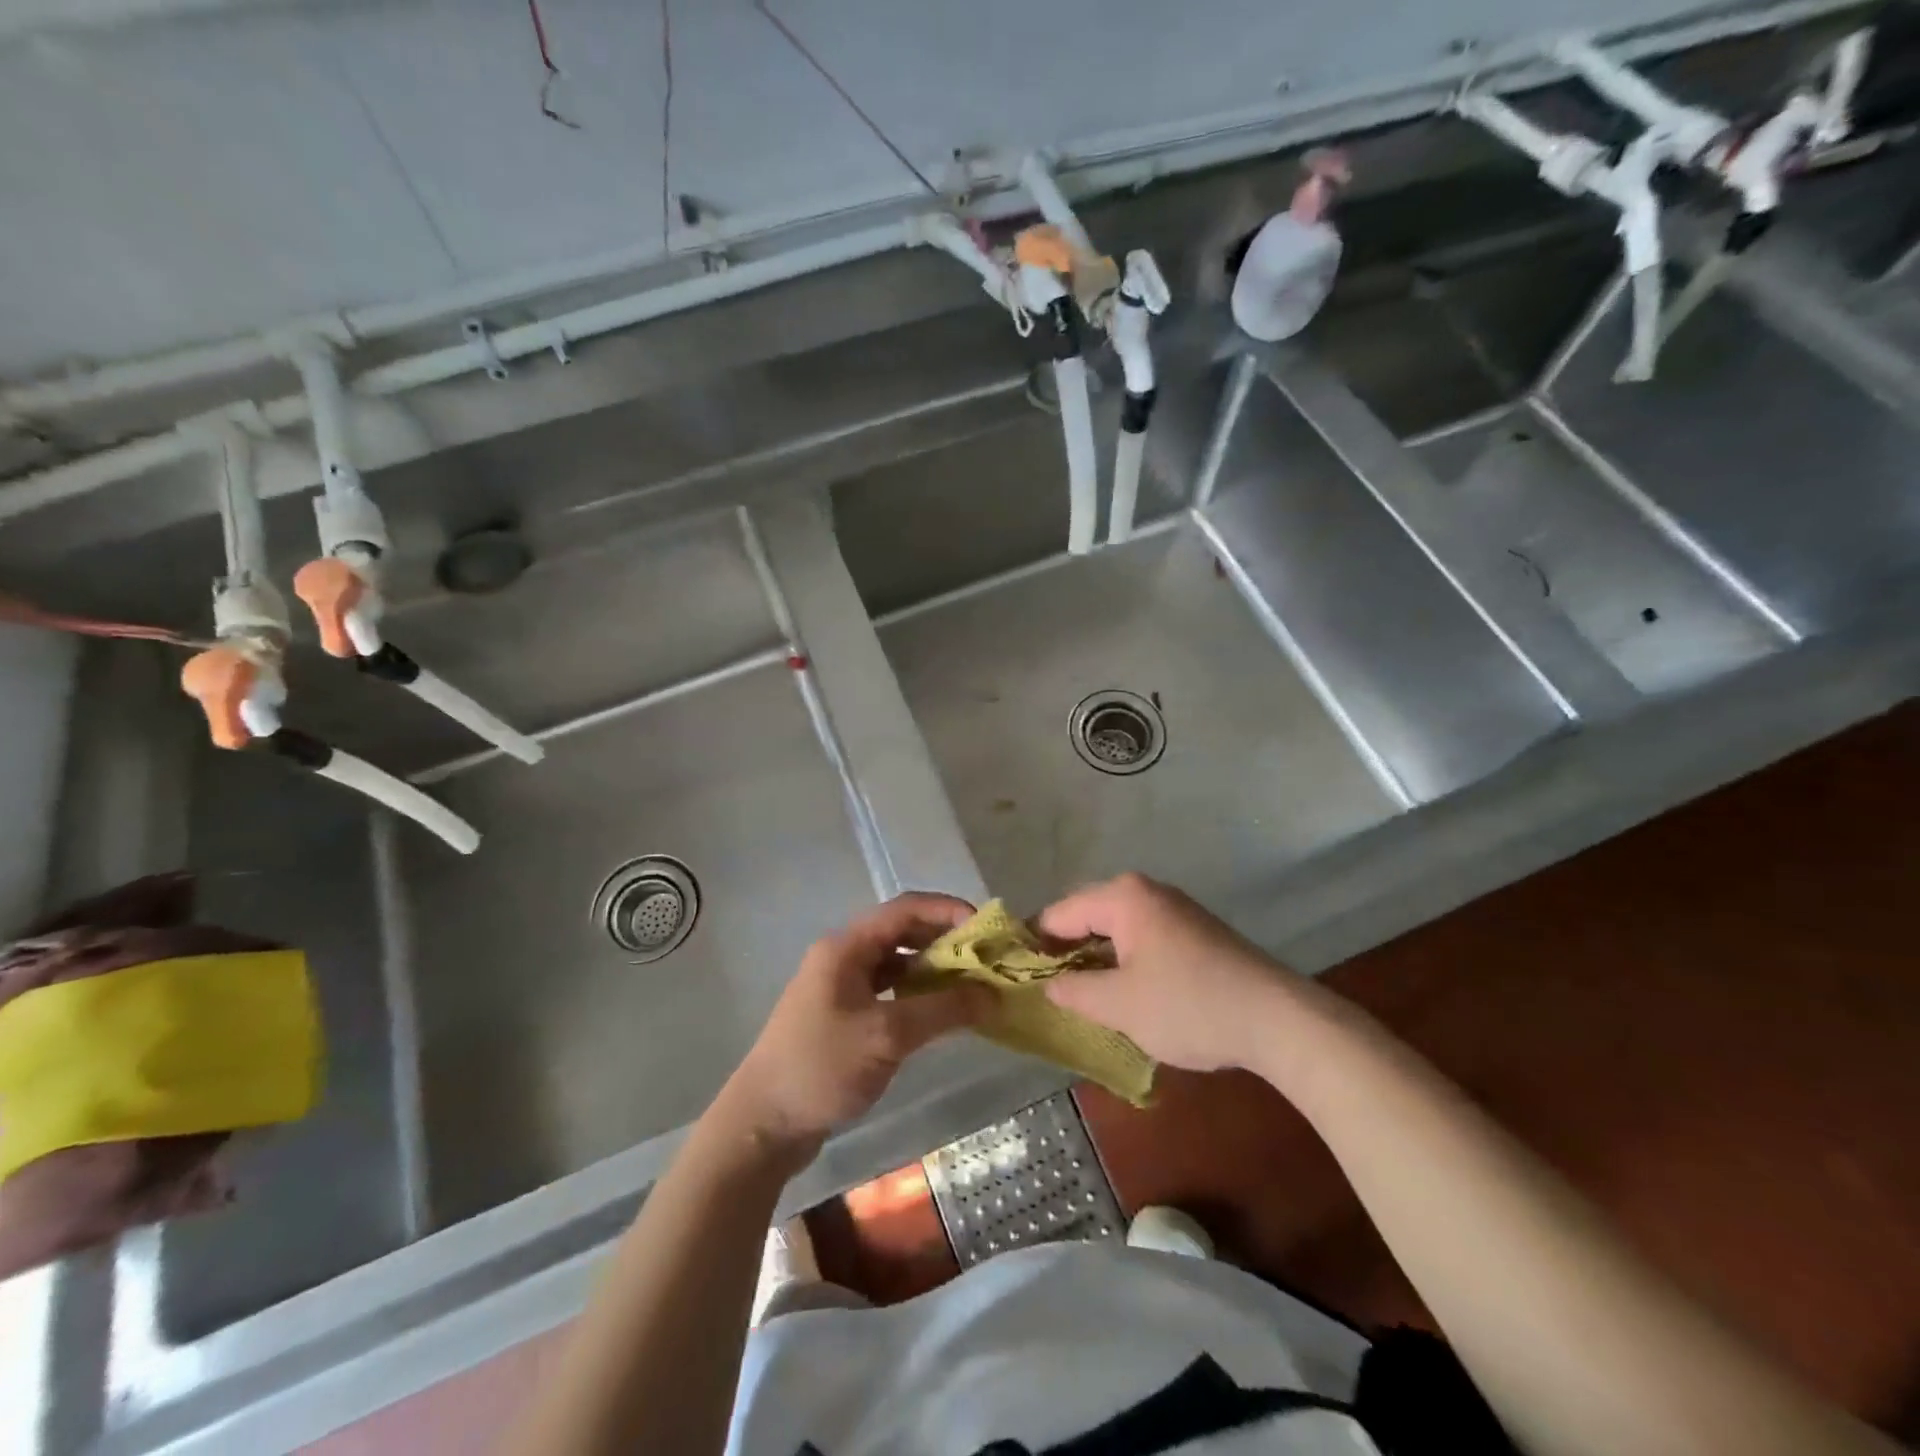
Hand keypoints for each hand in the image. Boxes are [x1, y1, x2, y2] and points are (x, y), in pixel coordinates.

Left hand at [721, 893, 995, 1158]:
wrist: (762, 1124)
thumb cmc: (821, 1067)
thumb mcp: (887, 1036)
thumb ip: (942, 1009)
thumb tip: (994, 994)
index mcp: (847, 946)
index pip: (906, 908)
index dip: (948, 910)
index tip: (987, 930)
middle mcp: (843, 956)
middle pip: (903, 932)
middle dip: (946, 941)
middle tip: (987, 960)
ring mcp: (841, 986)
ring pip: (897, 963)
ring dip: (934, 969)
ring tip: (972, 985)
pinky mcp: (843, 1015)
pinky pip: (889, 990)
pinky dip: (917, 994)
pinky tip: (941, 1012)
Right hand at [1039, 873, 1298, 1071]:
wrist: (1277, 1019)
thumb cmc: (1188, 1005)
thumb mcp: (1119, 1005)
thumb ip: (1074, 991)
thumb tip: (1049, 985)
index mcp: (1122, 897)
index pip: (1058, 914)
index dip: (1034, 945)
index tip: (1017, 977)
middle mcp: (1146, 892)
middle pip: (1086, 917)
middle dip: (1065, 952)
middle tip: (1049, 992)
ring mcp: (1174, 909)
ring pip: (1115, 930)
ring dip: (1096, 960)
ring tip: (1082, 997)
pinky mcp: (1195, 931)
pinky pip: (1142, 939)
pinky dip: (1125, 962)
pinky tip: (1126, 993)